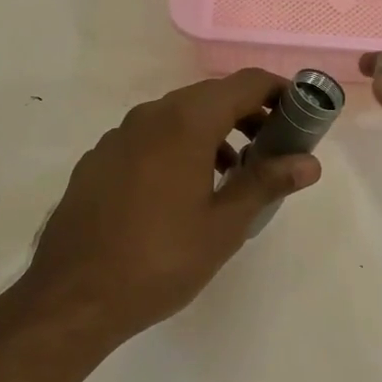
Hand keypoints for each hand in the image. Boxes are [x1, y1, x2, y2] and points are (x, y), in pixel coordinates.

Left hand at [21, 70, 322, 342]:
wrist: (72, 297)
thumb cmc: (160, 259)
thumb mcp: (224, 225)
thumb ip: (266, 182)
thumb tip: (310, 162)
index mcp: (185, 122)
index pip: (244, 83)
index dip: (278, 91)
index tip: (301, 113)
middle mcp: (150, 115)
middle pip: (210, 96)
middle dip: (248, 113)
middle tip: (273, 146)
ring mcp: (118, 135)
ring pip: (177, 116)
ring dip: (213, 132)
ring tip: (232, 172)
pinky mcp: (98, 158)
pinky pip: (149, 137)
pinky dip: (178, 146)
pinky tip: (182, 189)